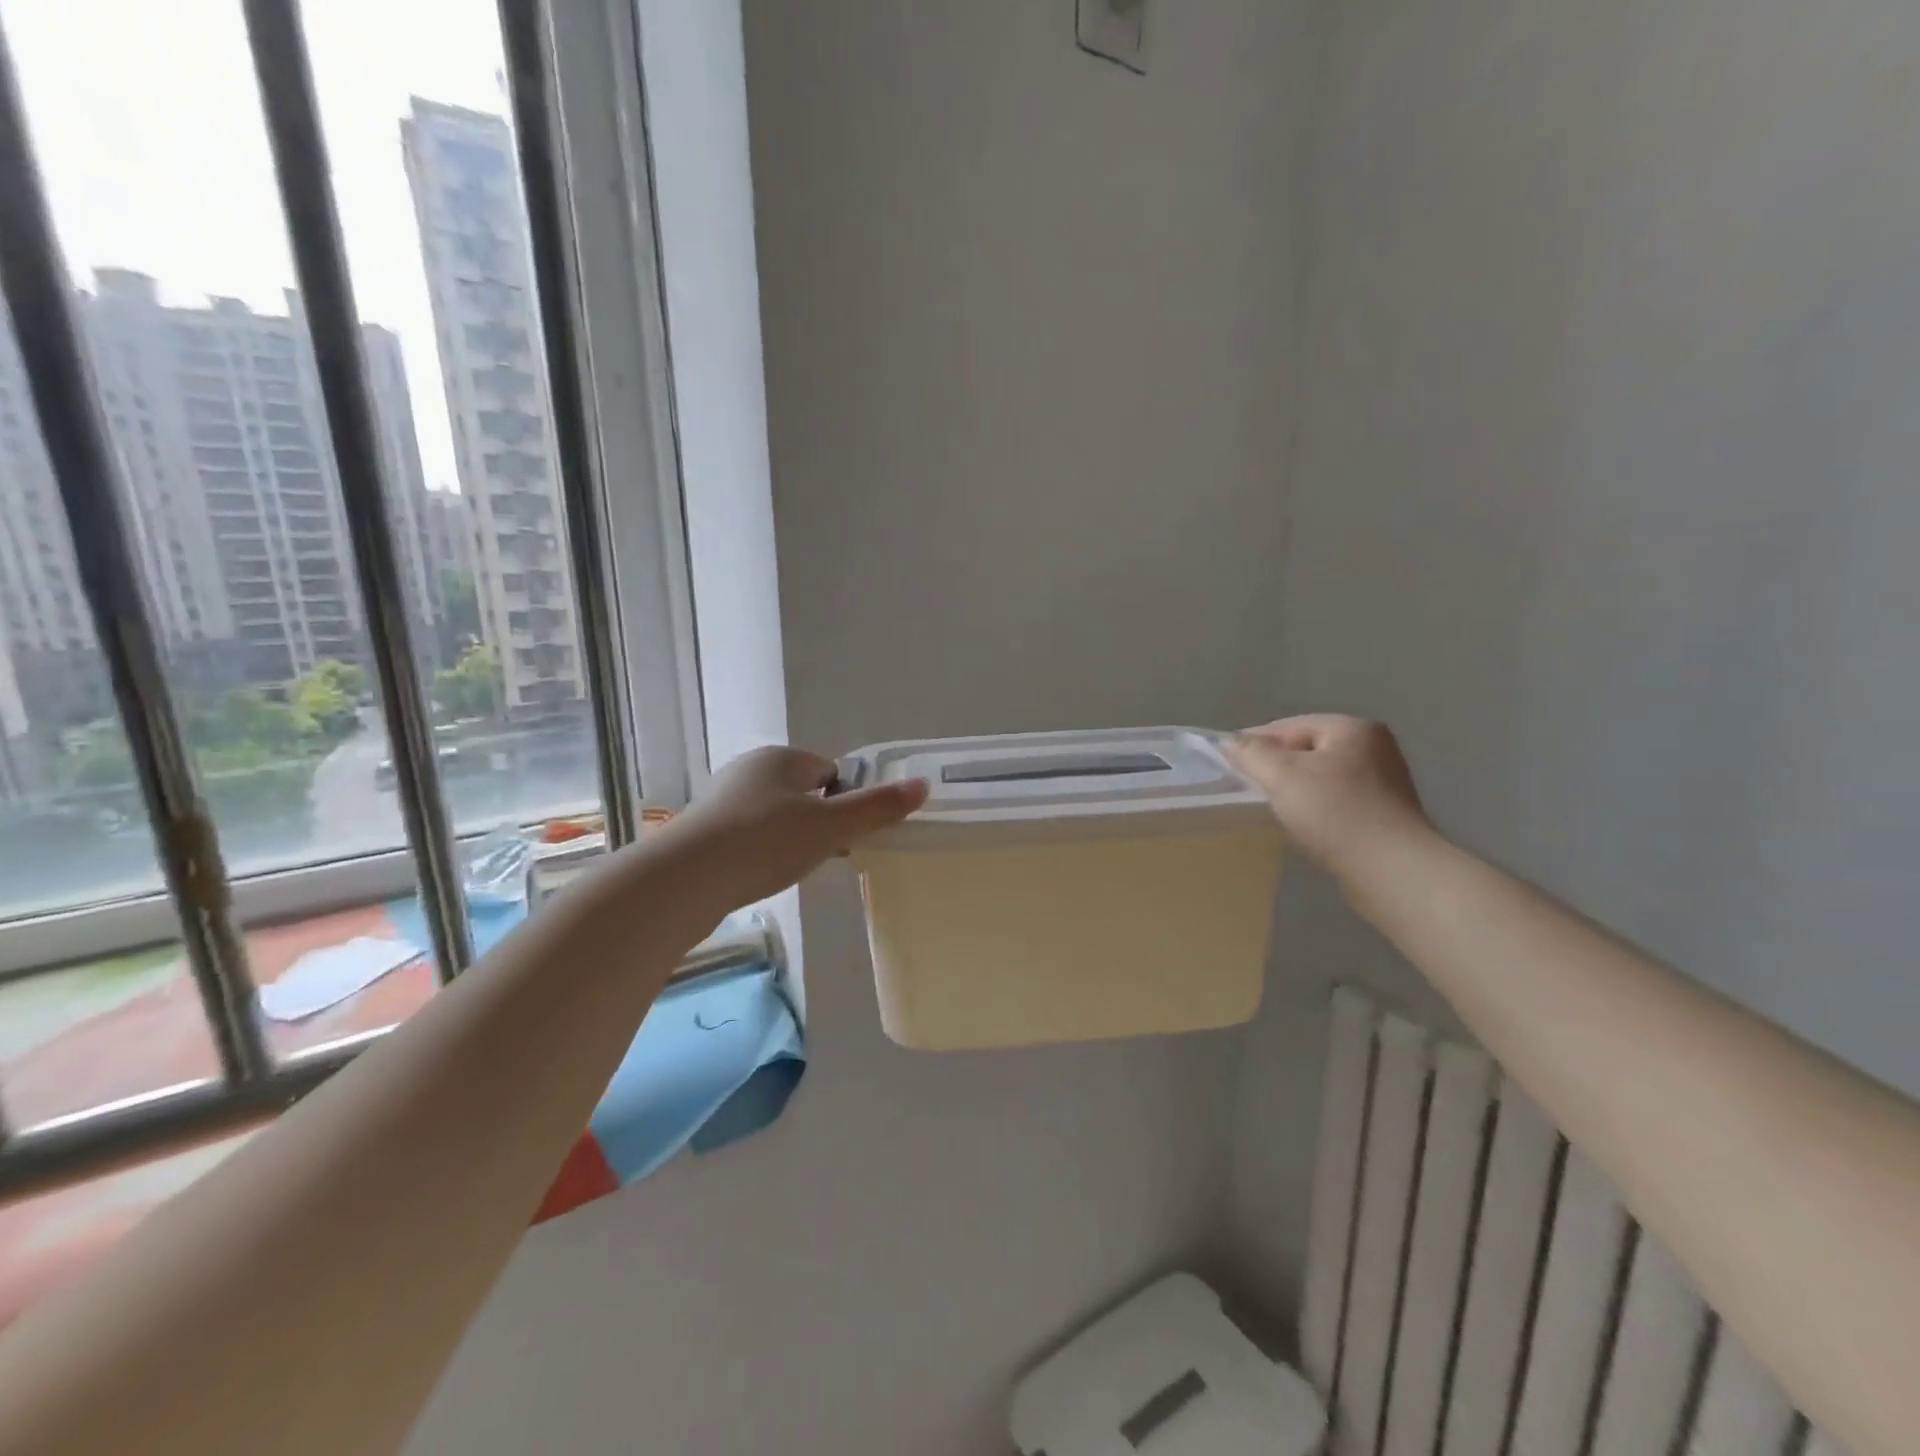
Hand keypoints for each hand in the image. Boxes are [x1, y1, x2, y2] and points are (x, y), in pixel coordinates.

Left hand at [667, 746, 928, 907]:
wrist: (686, 877)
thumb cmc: (767, 841)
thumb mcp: (831, 827)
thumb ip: (877, 808)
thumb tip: (922, 786)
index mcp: (783, 758)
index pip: (831, 772)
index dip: (846, 802)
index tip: (848, 836)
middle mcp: (751, 768)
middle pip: (804, 793)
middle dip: (819, 822)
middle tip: (824, 856)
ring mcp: (723, 798)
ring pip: (776, 815)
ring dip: (790, 839)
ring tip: (791, 869)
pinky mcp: (704, 829)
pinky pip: (749, 834)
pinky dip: (762, 852)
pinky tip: (761, 874)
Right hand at [1224, 715, 1430, 874]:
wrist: (1390, 869)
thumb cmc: (1334, 812)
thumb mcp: (1282, 775)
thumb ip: (1252, 753)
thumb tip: (1229, 742)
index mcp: (1352, 728)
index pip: (1290, 725)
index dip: (1255, 742)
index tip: (1229, 765)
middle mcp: (1374, 746)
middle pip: (1308, 749)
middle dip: (1277, 766)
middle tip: (1249, 788)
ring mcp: (1385, 780)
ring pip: (1322, 776)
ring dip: (1296, 788)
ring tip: (1274, 808)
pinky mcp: (1386, 812)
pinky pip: (1338, 800)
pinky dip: (1317, 807)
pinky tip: (1304, 825)